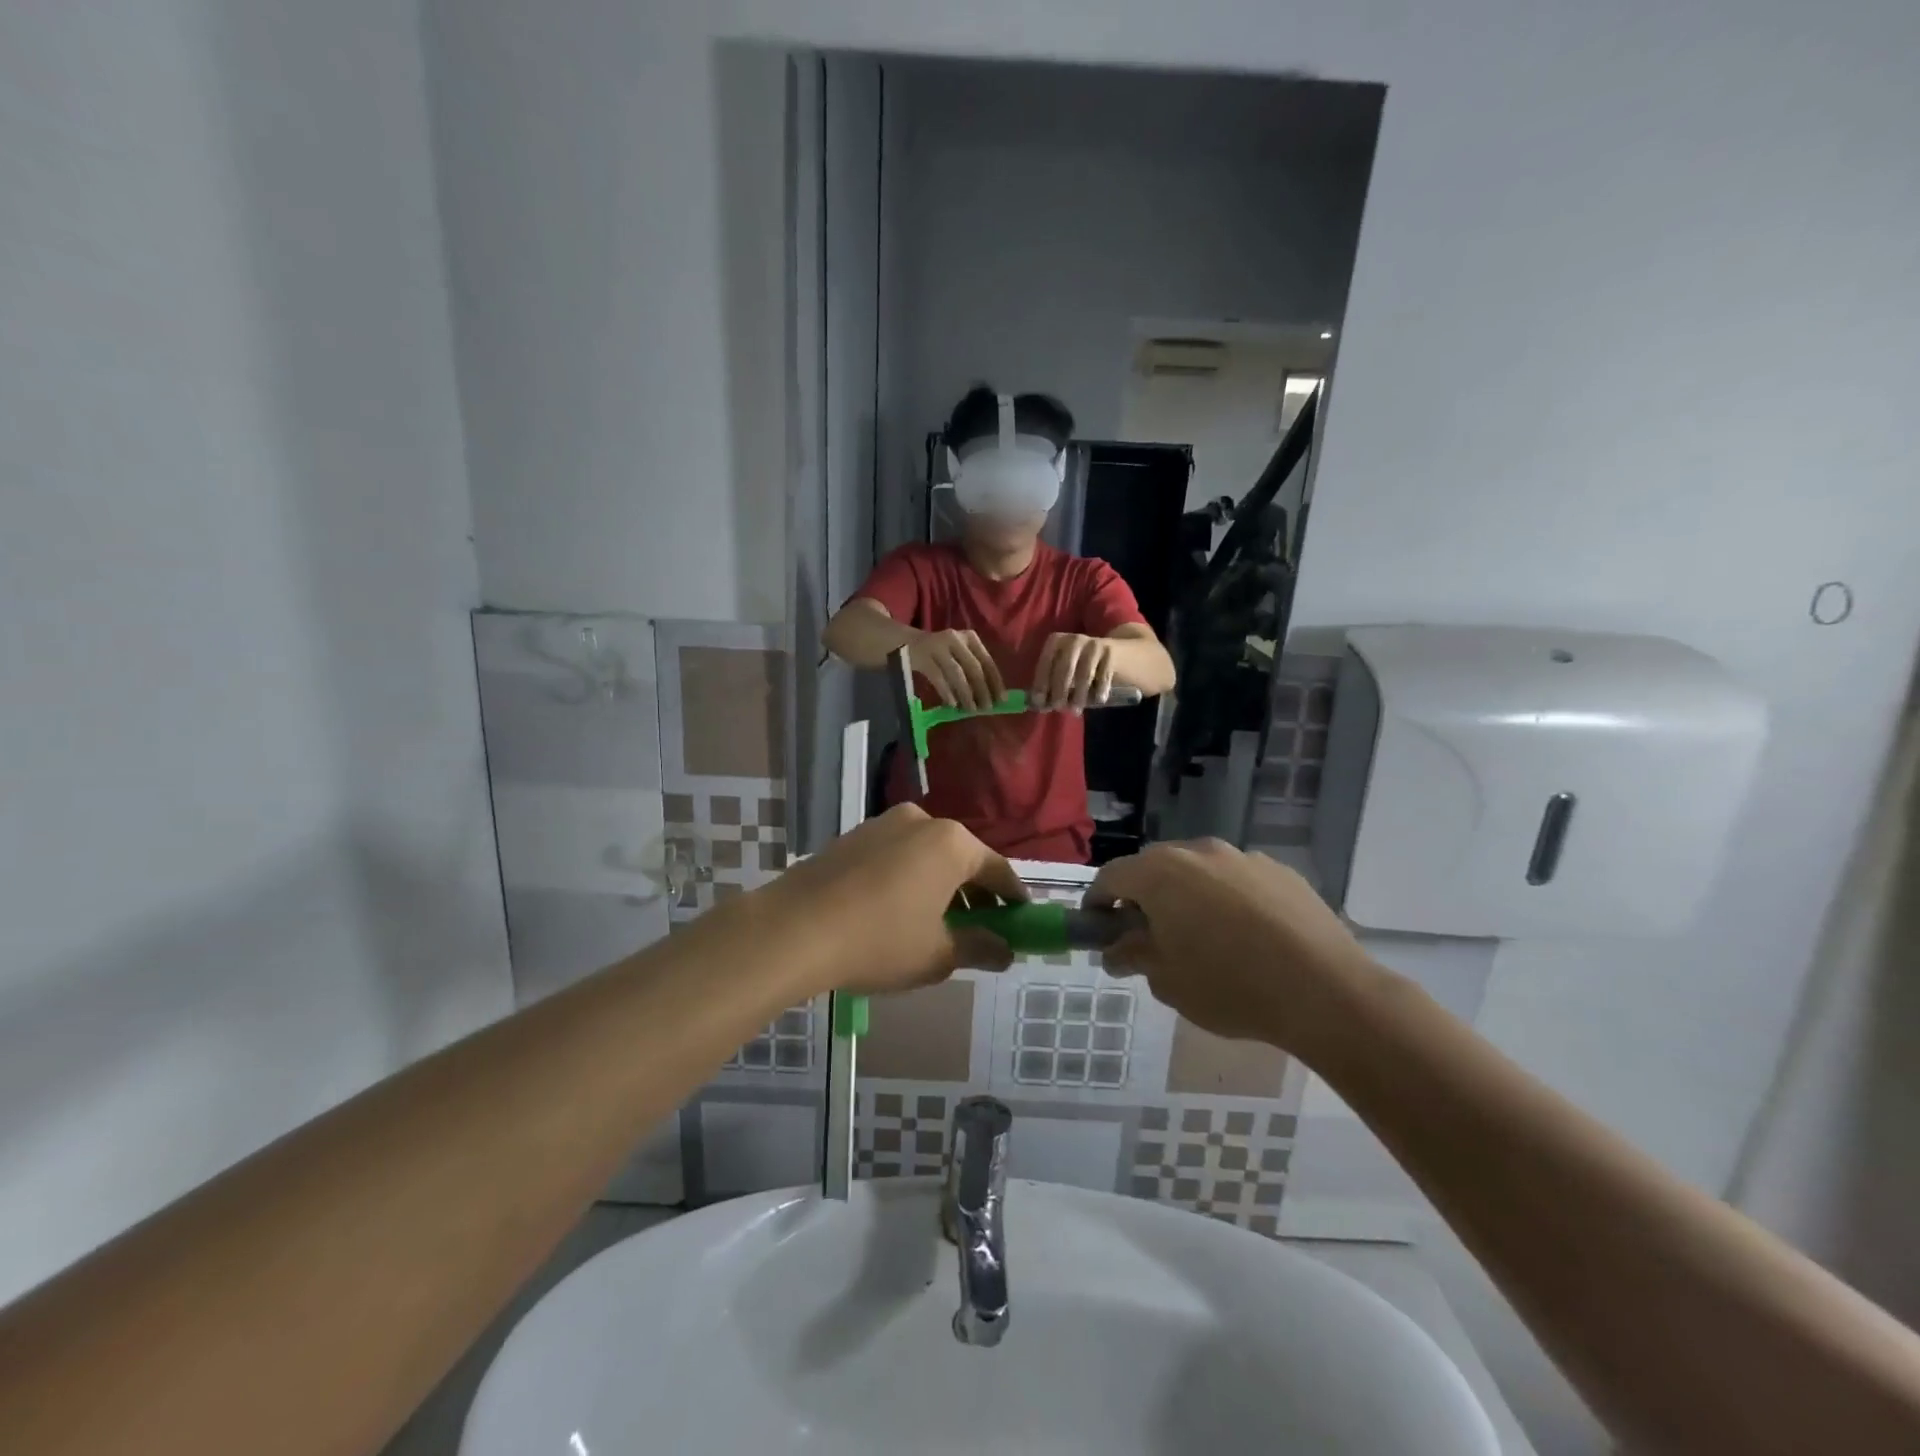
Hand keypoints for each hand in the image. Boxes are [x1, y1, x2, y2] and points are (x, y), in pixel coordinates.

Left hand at [765, 805, 1026, 994]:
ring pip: (926, 856)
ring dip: (939, 886)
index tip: (1021, 922)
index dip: (1013, 899)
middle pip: (961, 859)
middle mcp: (921, 821)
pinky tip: (897, 912)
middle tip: (979, 930)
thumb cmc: (879, 941)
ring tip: (936, 926)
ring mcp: (882, 824)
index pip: (997, 869)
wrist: (794, 929)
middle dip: (974, 894)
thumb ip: (980, 948)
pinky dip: (908, 879)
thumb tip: (1006, 951)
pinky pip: (896, 856)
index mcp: (951, 843)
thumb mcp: (937, 954)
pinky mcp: (852, 836)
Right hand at [909, 628, 1006, 712]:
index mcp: (969, 638)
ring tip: (971, 709)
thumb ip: (973, 670)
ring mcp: (937, 646)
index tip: (1001, 699)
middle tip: (986, 708)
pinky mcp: (922, 657)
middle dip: (982, 690)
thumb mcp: (959, 654)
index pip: (987, 660)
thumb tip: (991, 696)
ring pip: (957, 673)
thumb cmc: (941, 654)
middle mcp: (955, 638)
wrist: (907, 643)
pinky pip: (938, 677)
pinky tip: (952, 704)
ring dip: (966, 693)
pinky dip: (947, 692)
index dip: (995, 681)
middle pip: (973, 667)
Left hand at [1032, 633, 1114, 711]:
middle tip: (1059, 708)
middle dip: (1059, 692)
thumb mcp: (1065, 672)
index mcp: (1056, 641)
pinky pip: (1103, 677)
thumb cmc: (1083, 667)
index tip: (1040, 703)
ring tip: (1076, 710)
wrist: (1121, 654)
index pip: (1045, 664)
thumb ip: (1051, 686)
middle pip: (1063, 669)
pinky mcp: (1111, 652)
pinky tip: (1098, 700)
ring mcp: (1093, 644)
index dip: (1041, 684)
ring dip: (1078, 696)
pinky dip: (1099, 691)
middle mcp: (1073, 639)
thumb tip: (1039, 706)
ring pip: (1083, 675)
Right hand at [1087, 839, 1376, 1055]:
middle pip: (1155, 867)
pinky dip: (1228, 899)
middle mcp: (1198, 852)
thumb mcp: (1168, 982)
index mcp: (1161, 873)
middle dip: (1144, 897)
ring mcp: (1243, 857)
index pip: (1111, 876)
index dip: (1098, 901)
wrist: (1326, 992)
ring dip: (1187, 896)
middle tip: (1150, 936)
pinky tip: (1247, 937)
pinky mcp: (1281, 871)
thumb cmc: (1230, 987)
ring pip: (1199, 870)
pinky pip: (1237, 880)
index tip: (1100, 928)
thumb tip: (1116, 951)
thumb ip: (1133, 957)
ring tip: (1203, 937)